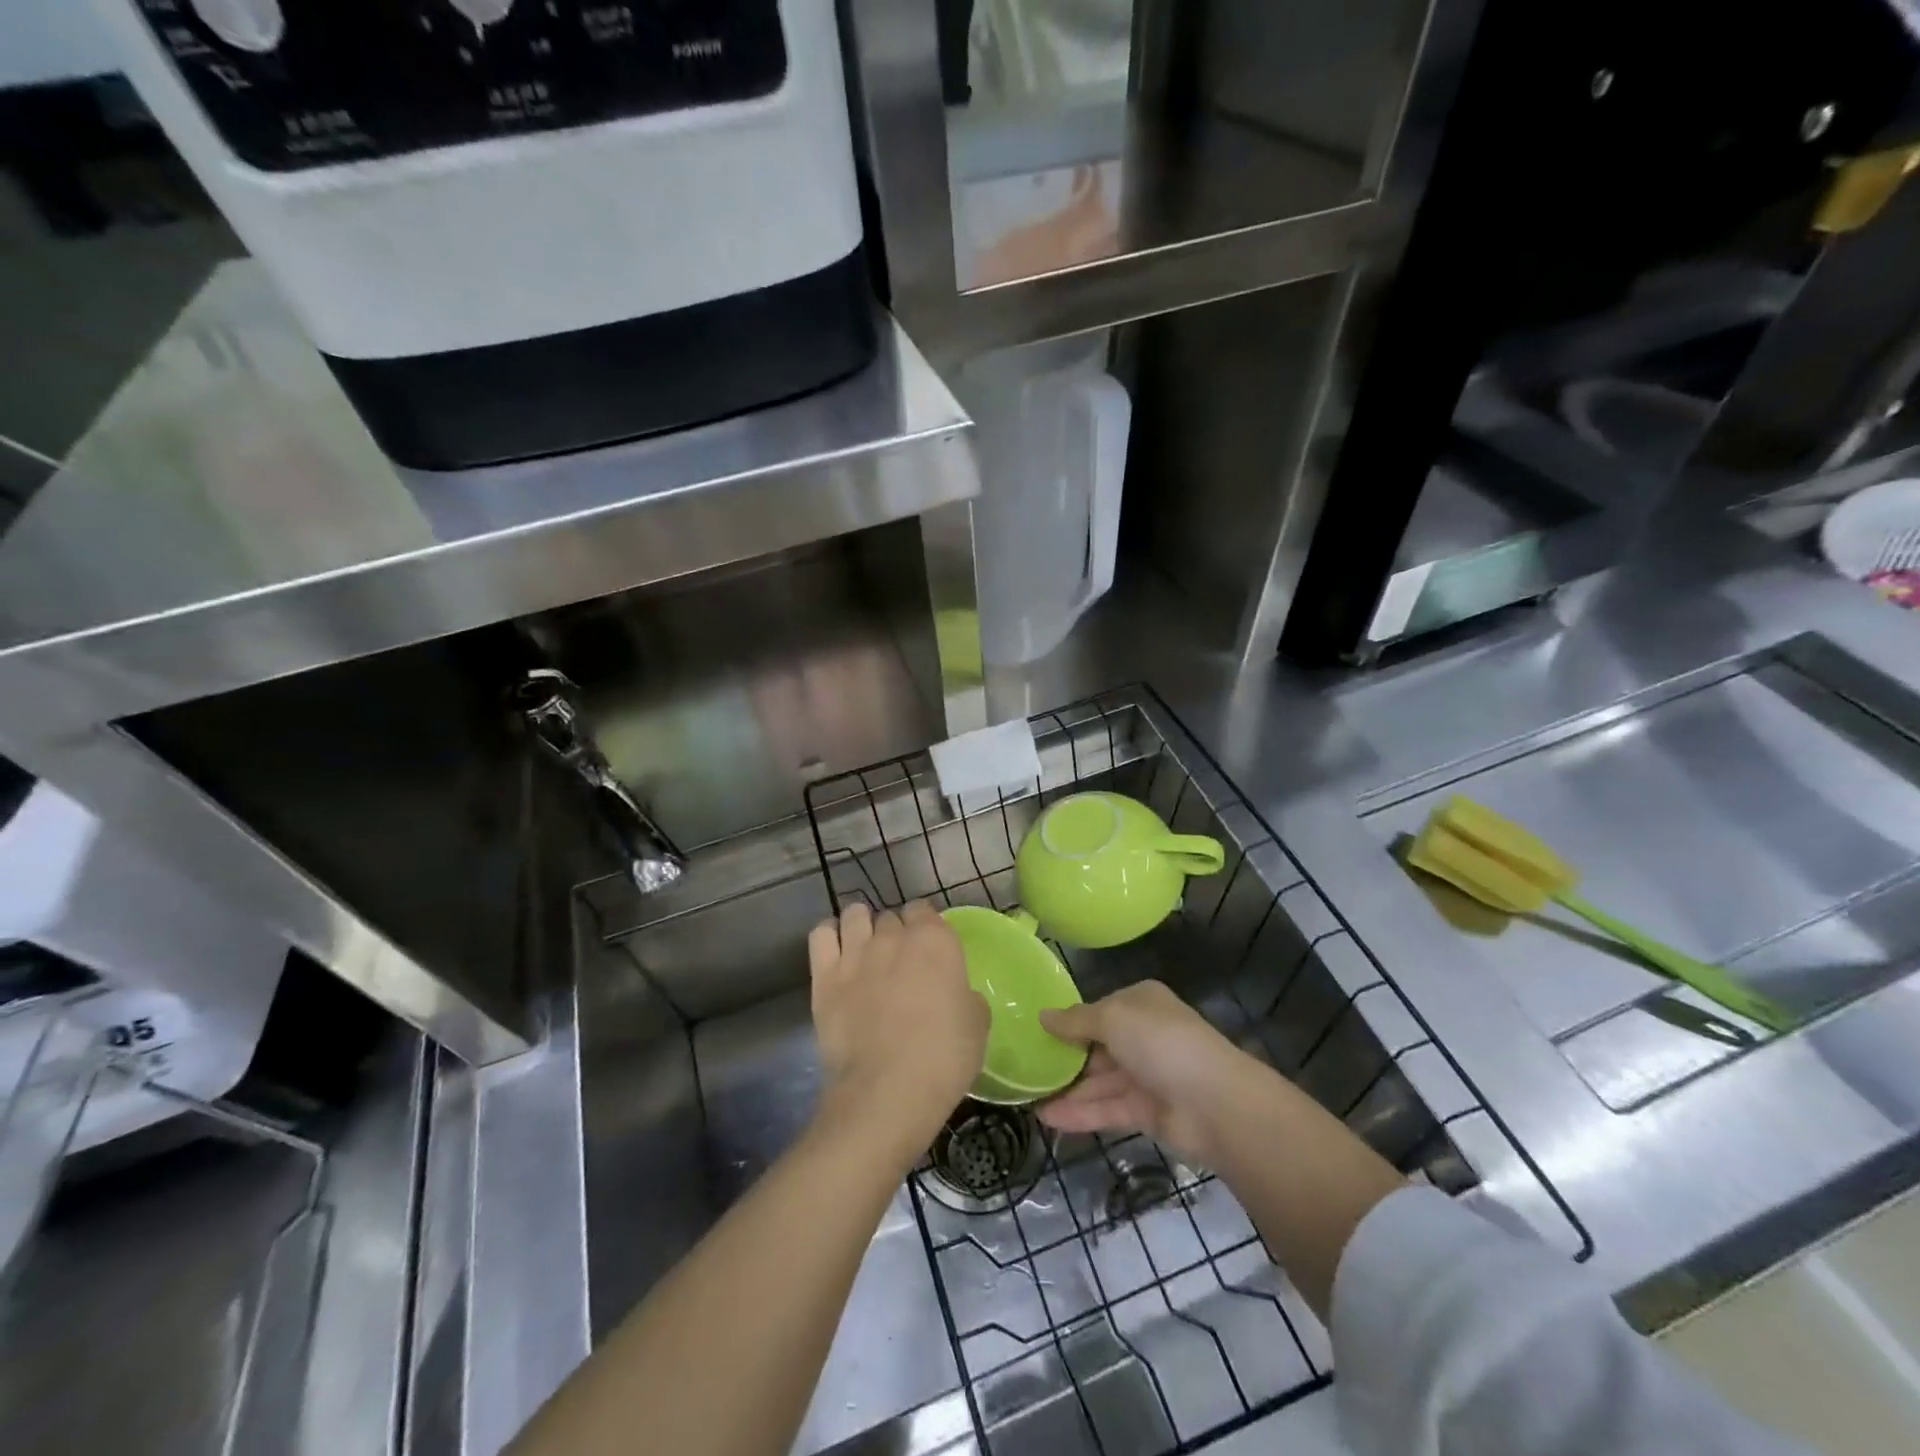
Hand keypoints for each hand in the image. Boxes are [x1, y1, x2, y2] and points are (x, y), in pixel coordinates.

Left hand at [809, 901, 988, 1162]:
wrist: (887, 1092)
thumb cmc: (944, 1058)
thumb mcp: (977, 1023)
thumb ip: (964, 994)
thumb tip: (954, 993)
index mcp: (936, 940)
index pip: (924, 909)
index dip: (925, 926)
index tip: (929, 949)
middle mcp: (893, 936)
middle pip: (891, 917)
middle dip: (895, 933)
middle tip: (899, 963)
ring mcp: (855, 952)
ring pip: (855, 914)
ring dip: (862, 926)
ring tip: (865, 951)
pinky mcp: (824, 975)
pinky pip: (821, 934)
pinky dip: (829, 937)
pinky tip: (836, 953)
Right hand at [1038, 981, 1255, 1160]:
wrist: (1215, 1103)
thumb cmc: (1161, 1043)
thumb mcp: (1112, 1019)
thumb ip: (1075, 1021)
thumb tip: (1043, 1015)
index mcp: (1141, 1003)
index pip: (1099, 1009)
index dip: (1070, 1020)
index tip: (1037, 1032)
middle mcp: (1144, 1036)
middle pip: (1097, 1046)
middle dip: (1065, 1057)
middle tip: (1025, 1067)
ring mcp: (1146, 1075)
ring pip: (1099, 1080)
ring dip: (1067, 1089)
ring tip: (1027, 1097)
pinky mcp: (1146, 1112)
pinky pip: (1106, 1109)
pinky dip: (1079, 1113)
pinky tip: (1047, 1118)